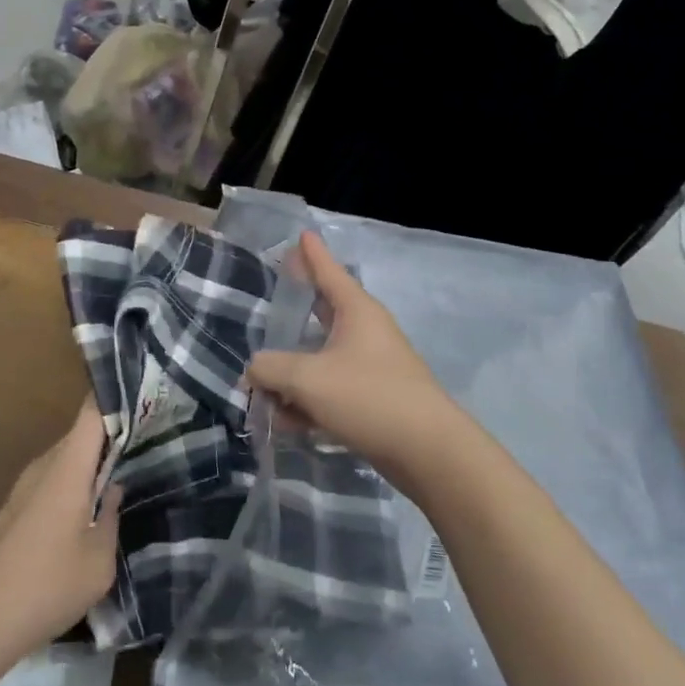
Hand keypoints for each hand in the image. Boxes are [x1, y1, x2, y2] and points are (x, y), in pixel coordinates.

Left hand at [0, 403, 121, 662]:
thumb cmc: (45, 586)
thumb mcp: (98, 563)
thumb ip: (112, 520)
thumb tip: (114, 491)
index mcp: (68, 467)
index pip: (92, 411)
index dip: (115, 394)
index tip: (143, 388)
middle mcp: (44, 466)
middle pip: (82, 434)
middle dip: (112, 433)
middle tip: (148, 437)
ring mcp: (25, 487)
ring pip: (67, 459)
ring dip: (92, 463)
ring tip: (126, 472)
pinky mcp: (14, 510)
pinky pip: (52, 481)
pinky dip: (75, 484)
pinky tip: (90, 510)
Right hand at [247, 231, 465, 488]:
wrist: (428, 452)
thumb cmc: (368, 397)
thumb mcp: (307, 379)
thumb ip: (271, 369)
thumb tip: (256, 371)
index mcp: (356, 311)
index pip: (328, 271)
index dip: (312, 253)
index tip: (303, 233)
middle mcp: (366, 331)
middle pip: (323, 311)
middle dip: (296, 310)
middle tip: (274, 300)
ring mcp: (372, 365)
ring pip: (322, 357)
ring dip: (294, 372)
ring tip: (263, 390)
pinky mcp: (374, 398)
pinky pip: (331, 388)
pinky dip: (310, 399)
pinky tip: (288, 421)